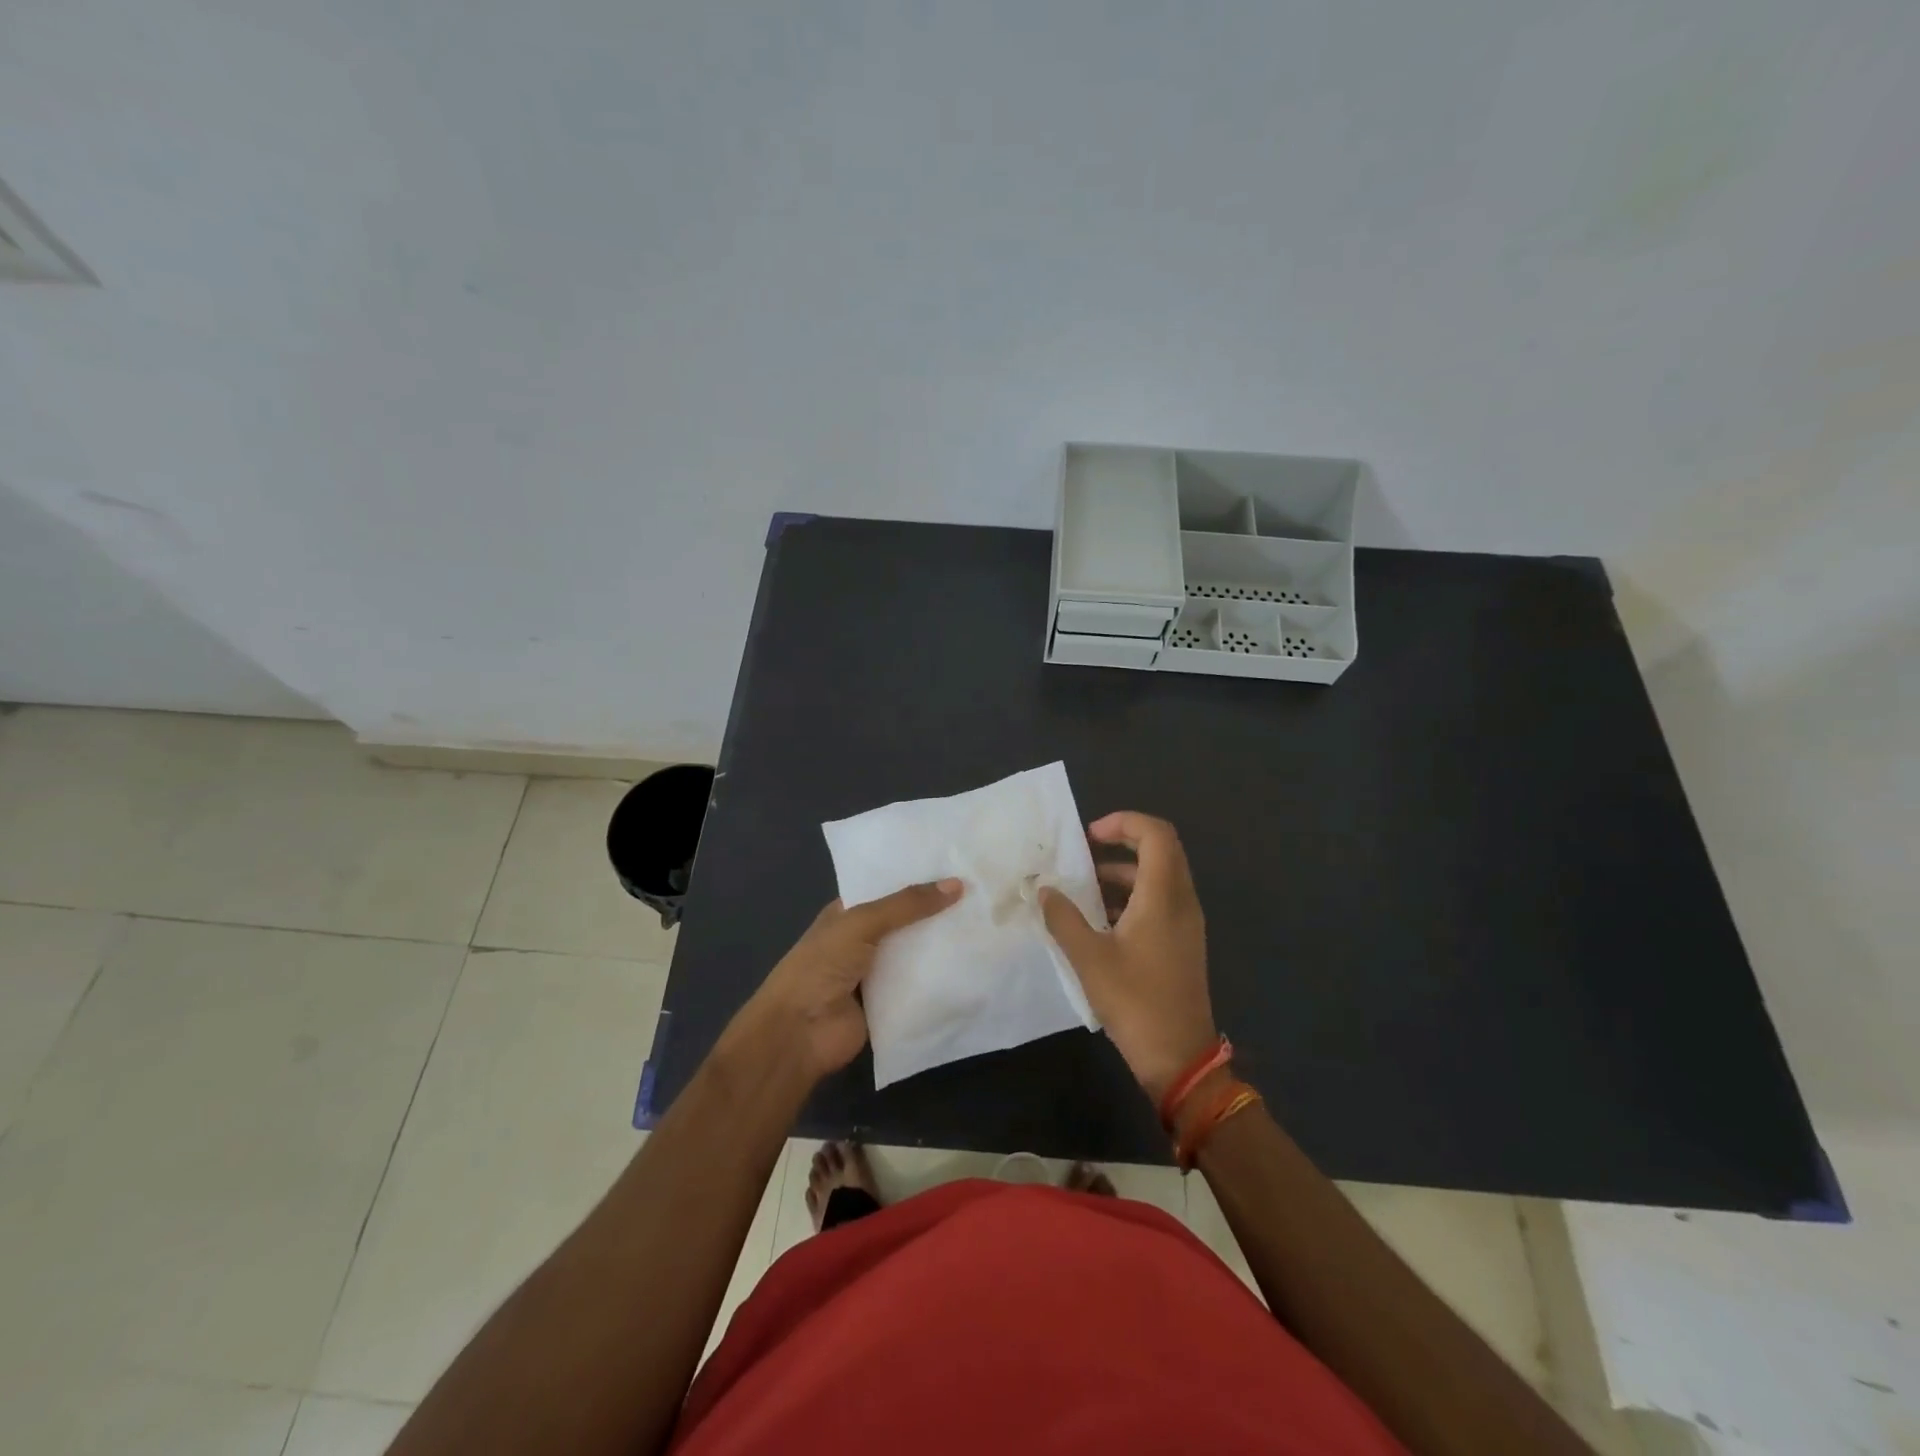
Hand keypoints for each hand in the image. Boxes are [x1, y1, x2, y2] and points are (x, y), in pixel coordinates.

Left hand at [742, 879, 962, 1079]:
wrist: (799, 1033)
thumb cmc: (821, 966)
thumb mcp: (862, 923)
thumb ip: (907, 904)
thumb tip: (958, 884)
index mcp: (846, 913)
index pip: (886, 888)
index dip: (916, 877)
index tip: (956, 865)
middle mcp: (861, 939)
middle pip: (905, 920)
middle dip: (936, 910)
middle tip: (982, 892)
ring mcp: (875, 973)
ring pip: (915, 952)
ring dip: (942, 944)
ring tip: (987, 923)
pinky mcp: (889, 1003)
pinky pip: (920, 985)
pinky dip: (940, 977)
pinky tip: (974, 963)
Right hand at [1040, 812, 1216, 1099]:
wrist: (1179, 1057)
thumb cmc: (1135, 1002)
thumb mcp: (1088, 958)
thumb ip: (1063, 918)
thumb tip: (1046, 890)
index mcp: (1163, 896)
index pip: (1156, 834)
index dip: (1124, 822)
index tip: (1089, 836)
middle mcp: (1181, 901)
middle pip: (1161, 849)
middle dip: (1123, 841)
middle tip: (1086, 851)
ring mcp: (1186, 923)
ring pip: (1160, 876)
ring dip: (1125, 871)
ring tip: (1085, 886)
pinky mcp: (1183, 942)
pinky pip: (1161, 900)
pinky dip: (1133, 895)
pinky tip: (1101, 920)